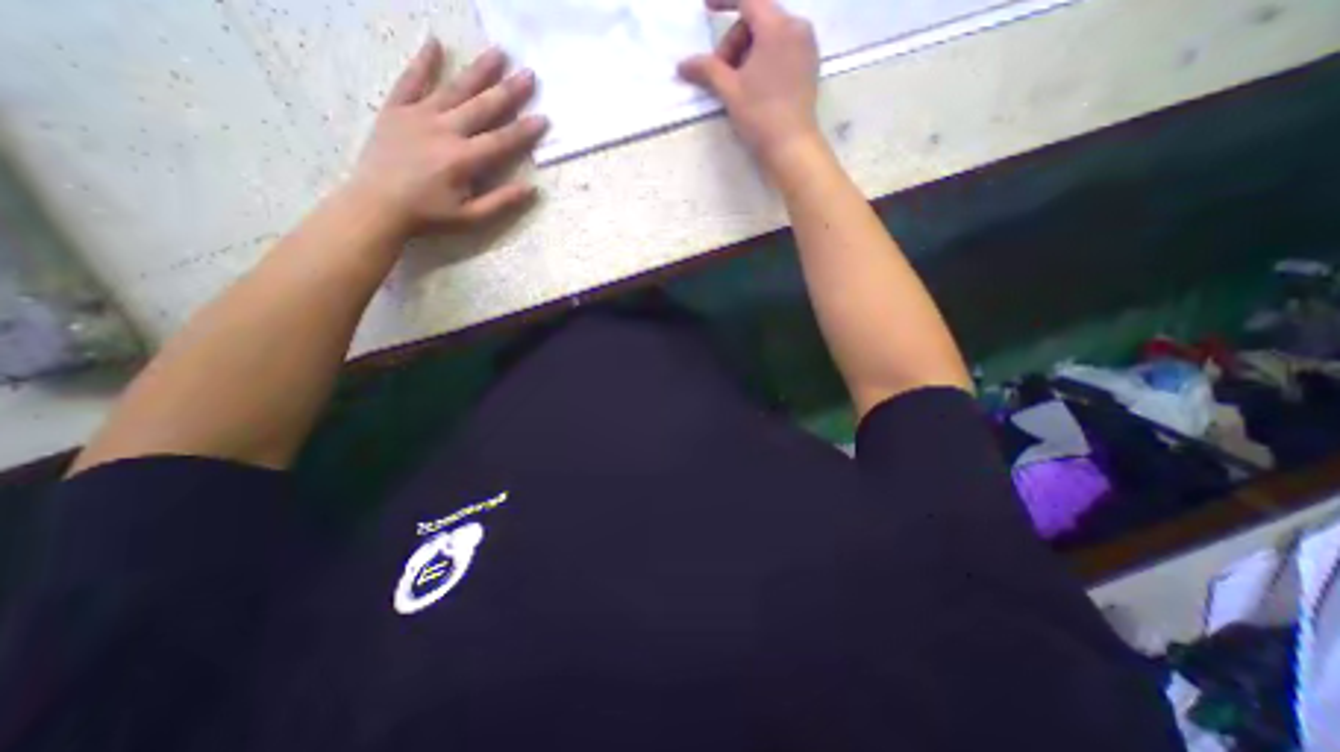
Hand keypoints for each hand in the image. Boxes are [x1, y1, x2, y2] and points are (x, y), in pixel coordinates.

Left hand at [350, 38, 555, 238]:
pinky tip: (436, 43)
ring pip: (454, 88)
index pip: (502, 141)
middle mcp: (444, 130)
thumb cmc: (429, 215)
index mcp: (463, 159)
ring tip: (498, 53)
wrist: (377, 205)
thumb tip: (532, 189)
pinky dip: (423, 62)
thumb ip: (501, 202)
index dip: (524, 130)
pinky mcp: (396, 110)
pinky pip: (410, 80)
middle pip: (482, 107)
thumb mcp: (471, 218)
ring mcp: (418, 116)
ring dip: (478, 71)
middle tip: (528, 74)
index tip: (544, 117)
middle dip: (508, 91)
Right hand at [684, 0, 822, 163]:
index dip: (723, 0)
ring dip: (748, 52)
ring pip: (769, 35)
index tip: (705, 7)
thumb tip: (682, 65)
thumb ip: (706, 70)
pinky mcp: (809, 64)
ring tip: (738, 84)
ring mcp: (806, 45)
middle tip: (722, 74)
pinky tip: (756, 84)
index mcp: (776, 26)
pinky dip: (764, 58)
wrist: (791, 146)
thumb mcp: (729, 91)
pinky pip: (782, 47)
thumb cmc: (760, 116)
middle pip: (757, 19)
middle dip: (734, 43)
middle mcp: (796, 26)